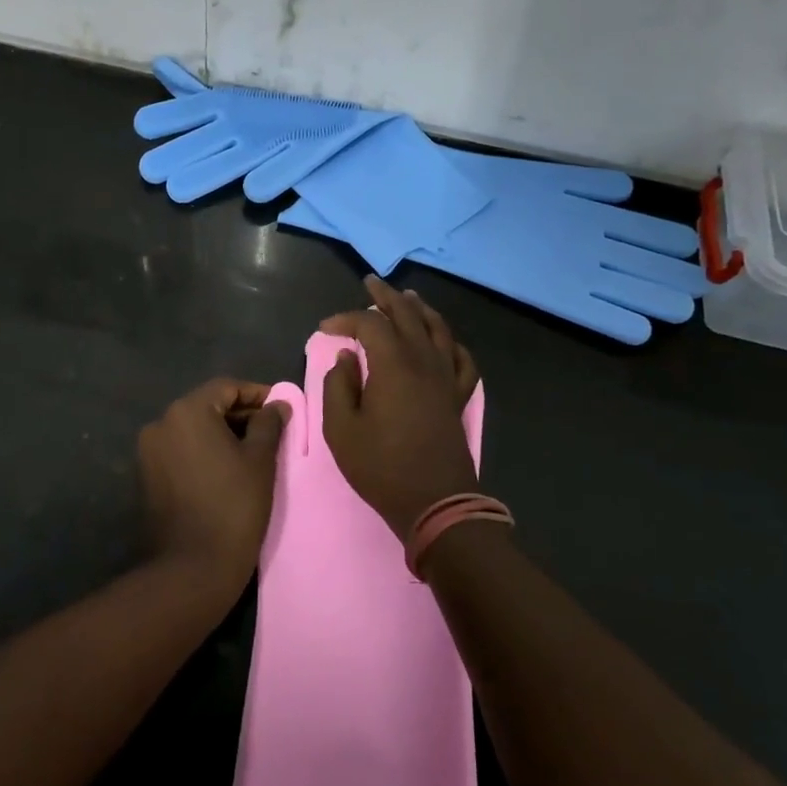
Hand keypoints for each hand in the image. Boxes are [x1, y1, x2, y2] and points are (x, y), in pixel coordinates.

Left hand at [137, 378, 289, 600]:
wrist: (193, 567)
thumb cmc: (234, 505)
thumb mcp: (260, 460)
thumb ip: (269, 423)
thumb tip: (278, 404)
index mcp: (187, 411)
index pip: (226, 387)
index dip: (256, 394)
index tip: (281, 407)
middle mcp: (161, 423)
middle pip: (207, 406)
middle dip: (240, 414)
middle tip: (271, 429)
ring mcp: (149, 451)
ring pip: (192, 429)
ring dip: (221, 433)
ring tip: (253, 450)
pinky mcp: (146, 476)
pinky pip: (180, 450)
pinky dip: (203, 451)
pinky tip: (226, 468)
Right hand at [320, 276, 480, 540]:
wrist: (435, 502)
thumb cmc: (381, 467)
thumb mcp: (342, 429)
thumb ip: (338, 387)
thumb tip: (347, 359)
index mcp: (393, 365)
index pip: (369, 325)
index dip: (346, 319)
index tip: (325, 328)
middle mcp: (424, 361)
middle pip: (407, 315)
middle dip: (385, 297)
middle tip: (371, 283)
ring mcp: (446, 377)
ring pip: (437, 329)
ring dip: (420, 310)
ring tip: (407, 298)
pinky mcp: (457, 396)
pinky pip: (461, 359)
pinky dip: (451, 343)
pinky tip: (443, 340)